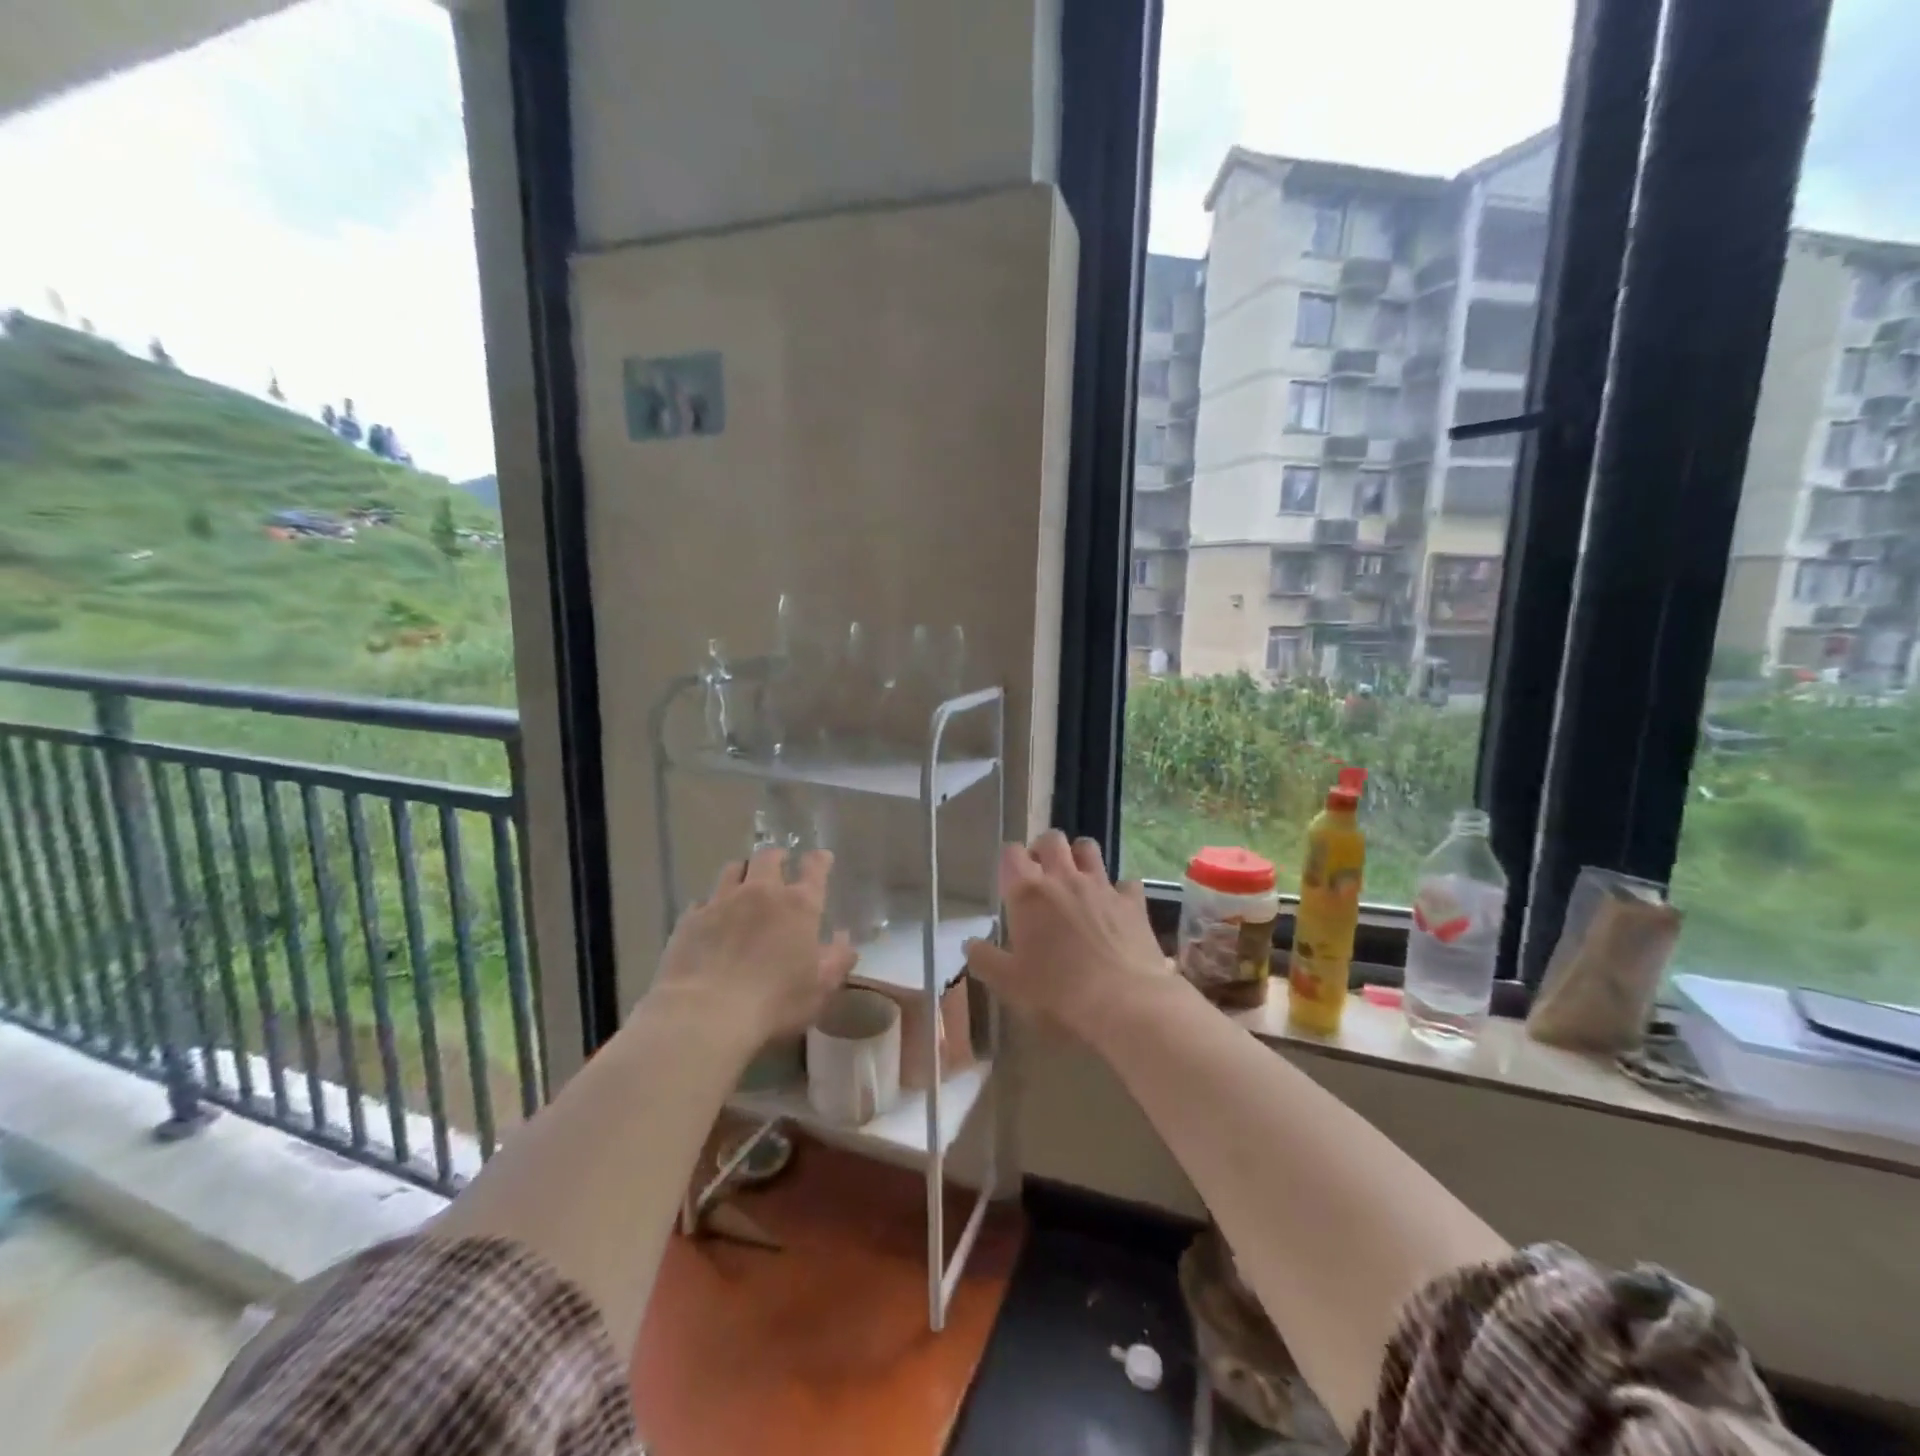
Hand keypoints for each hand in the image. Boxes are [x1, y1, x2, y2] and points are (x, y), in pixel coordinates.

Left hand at [653, 847, 857, 1044]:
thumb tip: (843, 938)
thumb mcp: (821, 987)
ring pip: (733, 869)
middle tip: (780, 864)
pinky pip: (703, 900)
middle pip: (768, 857)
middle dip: (776, 857)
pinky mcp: (691, 918)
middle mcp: (761, 892)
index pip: (814, 868)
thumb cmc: (774, 1002)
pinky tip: (711, 918)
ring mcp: (722, 901)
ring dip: (743, 872)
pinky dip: (712, 904)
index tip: (821, 857)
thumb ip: (837, 958)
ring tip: (744, 882)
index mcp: (799, 905)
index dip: (819, 860)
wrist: (705, 1013)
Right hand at [964, 831, 1170, 1042]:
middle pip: (1052, 839)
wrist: (1123, 1004)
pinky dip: (1118, 890)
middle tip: (1040, 873)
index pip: (1011, 853)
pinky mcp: (1132, 902)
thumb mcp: (1008, 983)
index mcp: (1028, 893)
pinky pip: (1125, 882)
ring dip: (1079, 856)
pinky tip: (1115, 907)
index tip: (1010, 879)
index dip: (1009, 861)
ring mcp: (1101, 887)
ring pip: (1088, 848)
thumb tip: (970, 944)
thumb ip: (985, 959)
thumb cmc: (1057, 993)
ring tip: (1075, 877)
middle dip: (1043, 849)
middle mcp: (1064, 878)